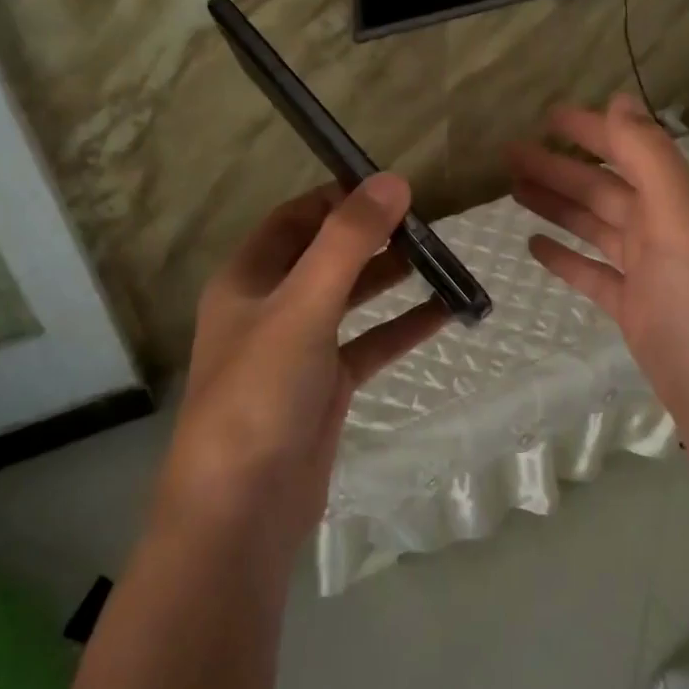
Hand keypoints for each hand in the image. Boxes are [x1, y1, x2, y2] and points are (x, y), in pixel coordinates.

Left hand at [156, 175, 449, 561]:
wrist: (243, 508)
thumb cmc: (260, 392)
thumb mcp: (303, 306)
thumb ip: (347, 242)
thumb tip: (392, 181)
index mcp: (248, 278)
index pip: (296, 219)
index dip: (340, 198)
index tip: (393, 188)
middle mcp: (271, 306)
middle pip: (326, 255)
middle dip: (373, 236)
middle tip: (428, 223)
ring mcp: (299, 348)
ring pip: (351, 298)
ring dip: (390, 278)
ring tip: (441, 258)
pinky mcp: (326, 386)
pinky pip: (369, 344)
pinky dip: (402, 327)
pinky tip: (445, 312)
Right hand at [509, 94, 688, 478]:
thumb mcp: (682, 220)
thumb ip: (650, 157)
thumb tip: (619, 99)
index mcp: (682, 202)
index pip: (630, 151)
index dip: (590, 130)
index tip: (545, 116)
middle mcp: (668, 231)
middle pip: (605, 188)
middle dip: (559, 167)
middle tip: (509, 153)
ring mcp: (652, 275)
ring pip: (596, 227)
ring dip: (558, 205)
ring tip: (513, 189)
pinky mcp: (638, 314)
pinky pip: (594, 275)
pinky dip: (566, 257)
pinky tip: (535, 246)